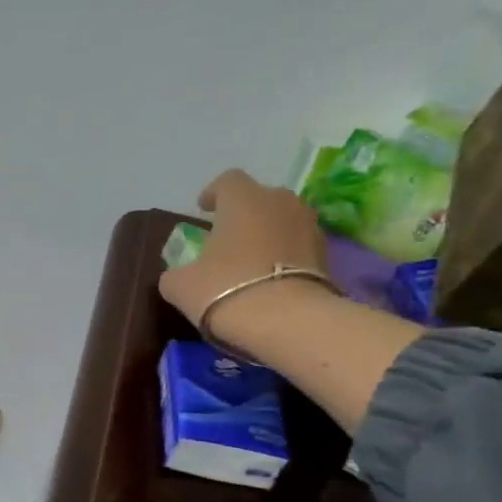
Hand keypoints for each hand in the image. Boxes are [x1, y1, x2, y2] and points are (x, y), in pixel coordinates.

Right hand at [157, 170, 329, 347]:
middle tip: (226, 238)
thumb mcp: (180, 286)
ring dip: (266, 234)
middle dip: (243, 214)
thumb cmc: (224, 290)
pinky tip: (270, 279)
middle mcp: (280, 201)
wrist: (286, 320)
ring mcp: (308, 225)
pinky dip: (283, 255)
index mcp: (243, 199)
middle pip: (259, 198)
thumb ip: (175, 273)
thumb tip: (178, 274)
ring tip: (250, 260)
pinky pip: (297, 245)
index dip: (213, 193)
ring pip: (282, 220)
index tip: (203, 210)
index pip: (227, 181)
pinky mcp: (326, 253)